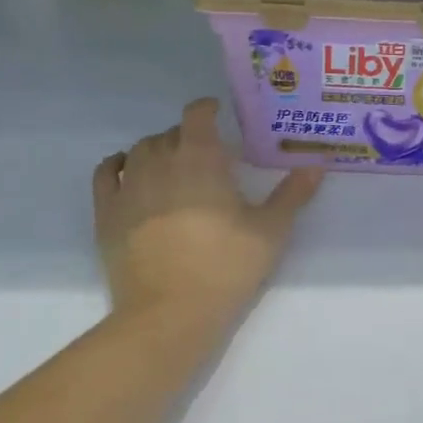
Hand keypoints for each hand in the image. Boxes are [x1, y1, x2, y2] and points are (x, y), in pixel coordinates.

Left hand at [93, 98, 322, 325]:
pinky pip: (106, 173)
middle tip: (207, 153)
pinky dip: (118, 164)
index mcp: (201, 159)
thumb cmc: (226, 266)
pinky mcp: (106, 213)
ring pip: (139, 150)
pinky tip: (129, 172)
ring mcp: (128, 187)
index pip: (197, 114)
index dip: (207, 108)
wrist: (169, 314)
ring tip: (173, 164)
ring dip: (157, 149)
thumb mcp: (271, 230)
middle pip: (170, 133)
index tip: (219, 113)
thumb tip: (316, 166)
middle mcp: (160, 162)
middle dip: (188, 135)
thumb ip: (293, 194)